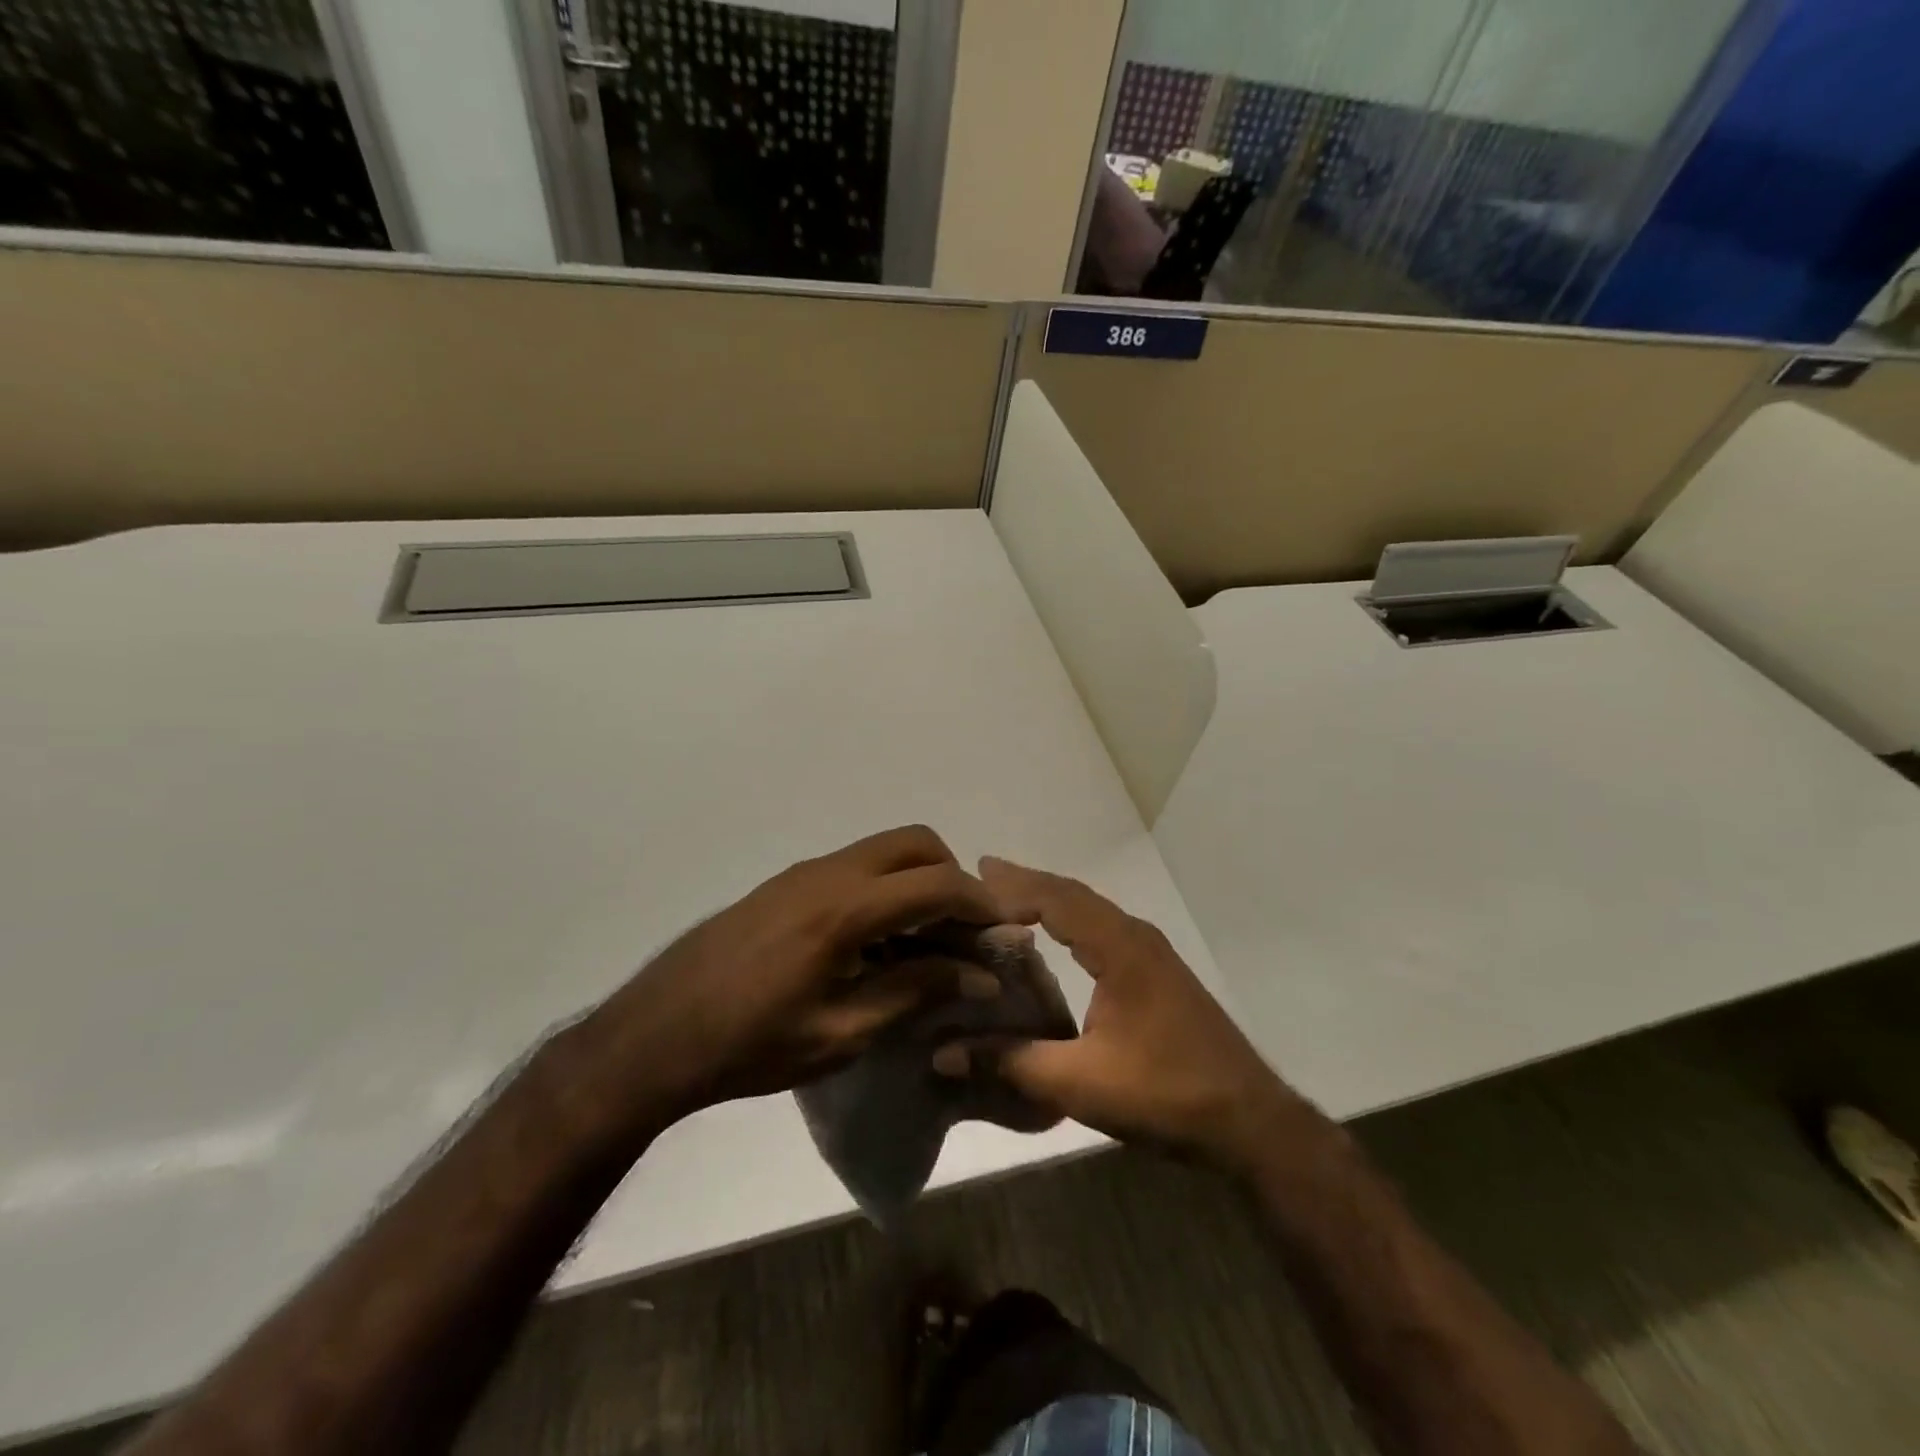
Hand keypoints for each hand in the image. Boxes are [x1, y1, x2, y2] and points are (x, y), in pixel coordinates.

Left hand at [575, 826, 1004, 1129]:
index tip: (1004, 934)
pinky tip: (877, 944)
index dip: (981, 904)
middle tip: (962, 932)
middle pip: (916, 842)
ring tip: (925, 942)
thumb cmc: (750, 1045)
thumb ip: (915, 993)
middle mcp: (829, 873)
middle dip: (953, 876)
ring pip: (884, 850)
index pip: (937, 883)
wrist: (655, 1035)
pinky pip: (855, 867)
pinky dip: (885, 889)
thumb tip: (978, 974)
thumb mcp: (842, 1033)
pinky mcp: (786, 884)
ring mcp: (803, 873)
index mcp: (845, 909)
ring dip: (918, 882)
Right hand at [948, 857, 1300, 1168]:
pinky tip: (1053, 936)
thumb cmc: (1166, 1094)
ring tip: (1006, 896)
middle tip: (980, 874)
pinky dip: (1068, 919)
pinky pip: (1102, 928)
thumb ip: (1012, 1063)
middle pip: (1073, 894)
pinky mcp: (1157, 972)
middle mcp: (1136, 937)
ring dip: (1048, 898)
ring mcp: (1151, 953)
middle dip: (1026, 882)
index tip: (970, 880)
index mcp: (1120, 948)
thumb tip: (944, 1053)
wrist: (1250, 1120)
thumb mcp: (1080, 1083)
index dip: (1013, 887)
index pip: (1057, 899)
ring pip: (1090, 909)